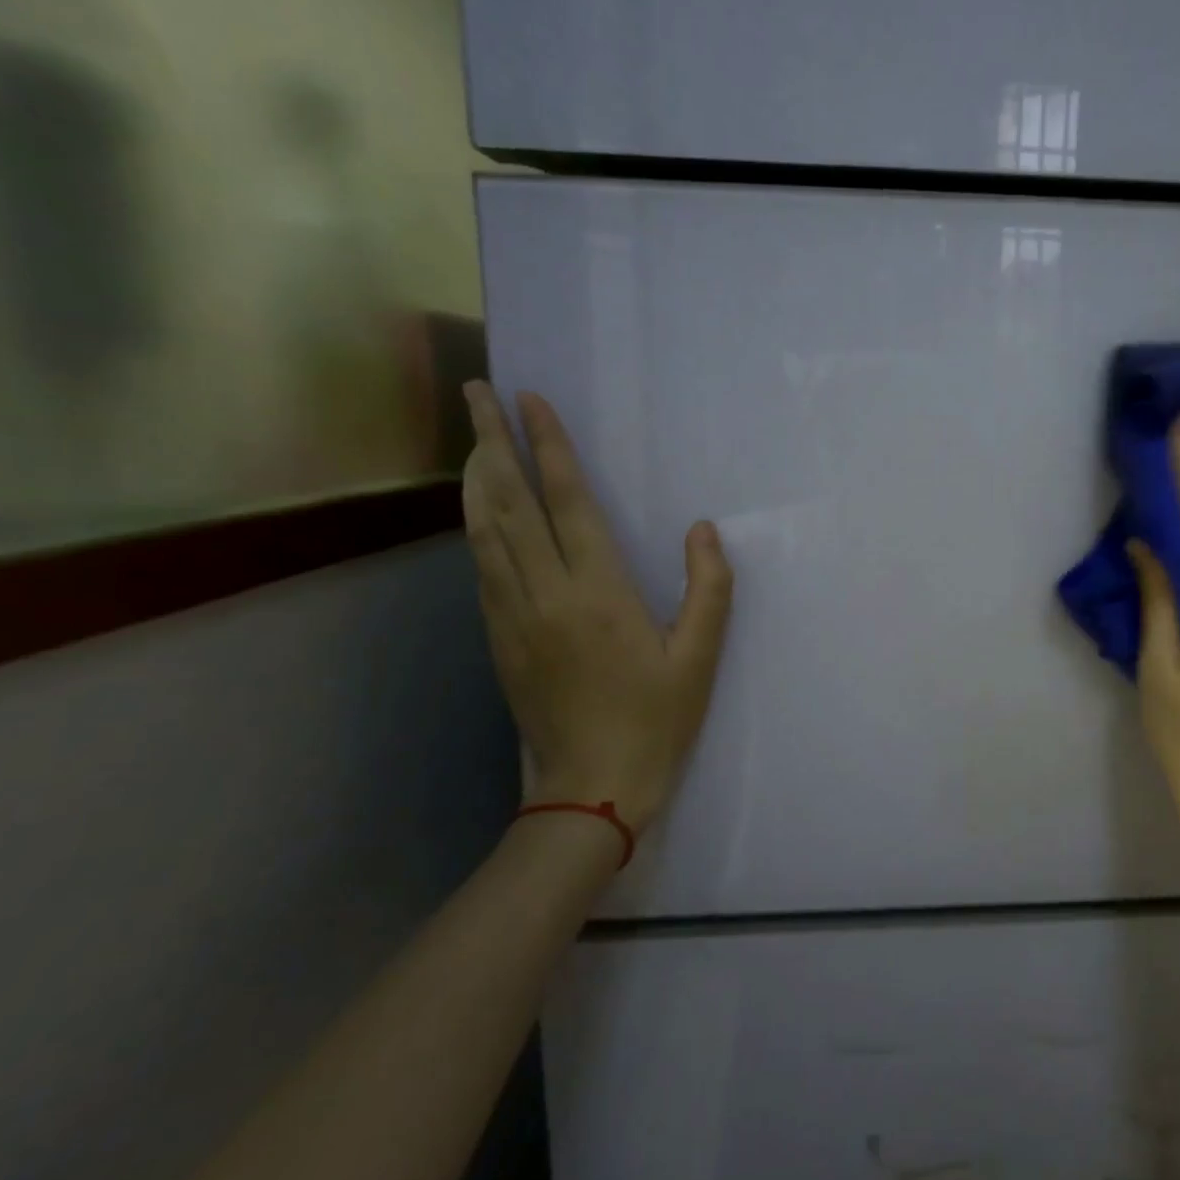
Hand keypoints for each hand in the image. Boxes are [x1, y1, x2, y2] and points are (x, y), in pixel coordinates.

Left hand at [461, 381, 732, 832]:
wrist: (592, 787)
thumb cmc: (656, 720)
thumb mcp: (700, 657)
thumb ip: (709, 588)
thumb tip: (703, 530)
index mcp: (599, 594)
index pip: (568, 502)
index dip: (550, 447)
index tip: (531, 401)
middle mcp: (546, 594)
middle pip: (510, 504)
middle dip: (493, 442)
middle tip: (476, 392)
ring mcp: (514, 617)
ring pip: (484, 533)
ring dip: (475, 478)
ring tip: (470, 436)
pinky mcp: (500, 639)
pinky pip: (482, 569)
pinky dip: (475, 527)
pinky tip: (476, 512)